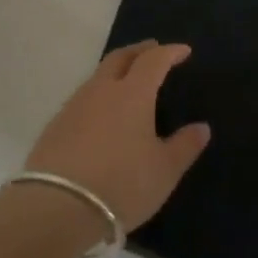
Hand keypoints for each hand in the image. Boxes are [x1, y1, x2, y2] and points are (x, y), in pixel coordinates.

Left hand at [24, 41, 210, 233]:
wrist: (57, 207)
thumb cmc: (122, 184)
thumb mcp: (164, 170)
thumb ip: (185, 146)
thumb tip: (202, 128)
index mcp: (133, 93)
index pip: (154, 60)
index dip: (170, 53)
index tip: (183, 51)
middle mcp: (101, 90)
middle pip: (120, 58)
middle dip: (139, 51)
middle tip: (152, 49)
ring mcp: (74, 106)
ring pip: (97, 77)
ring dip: (115, 72)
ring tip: (127, 81)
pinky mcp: (55, 126)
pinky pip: (82, 99)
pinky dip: (98, 95)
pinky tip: (101, 114)